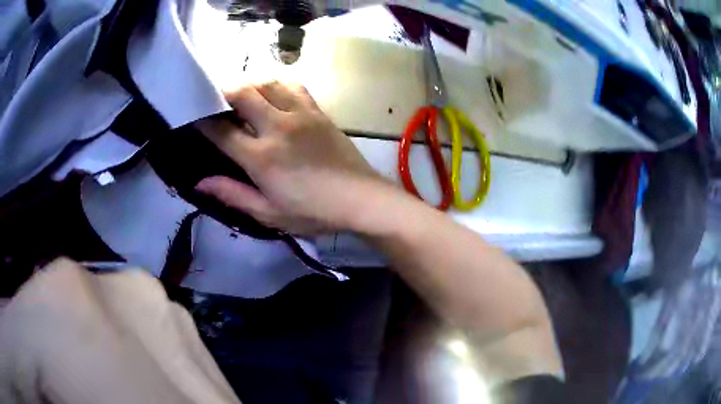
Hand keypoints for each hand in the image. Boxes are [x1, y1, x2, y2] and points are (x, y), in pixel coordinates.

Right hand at [195, 81, 394, 234]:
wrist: (361, 199)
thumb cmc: (313, 212)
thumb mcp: (269, 213)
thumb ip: (233, 195)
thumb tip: (200, 183)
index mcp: (261, 157)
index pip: (221, 130)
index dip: (202, 121)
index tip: (193, 116)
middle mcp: (277, 127)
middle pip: (242, 93)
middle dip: (223, 91)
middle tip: (215, 98)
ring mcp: (300, 114)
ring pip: (267, 82)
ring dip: (250, 84)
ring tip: (241, 94)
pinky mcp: (317, 111)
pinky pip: (293, 86)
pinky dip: (277, 85)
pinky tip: (272, 94)